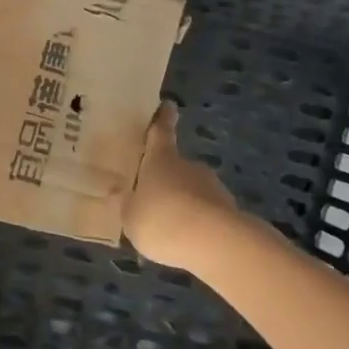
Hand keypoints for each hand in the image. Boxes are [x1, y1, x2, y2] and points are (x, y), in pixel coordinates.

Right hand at [124, 102, 238, 272]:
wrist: (215, 243)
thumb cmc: (161, 220)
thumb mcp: (130, 217)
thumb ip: (126, 204)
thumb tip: (119, 192)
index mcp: (160, 160)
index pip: (161, 132)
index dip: (163, 119)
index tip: (168, 105)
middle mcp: (188, 166)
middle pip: (176, 166)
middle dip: (167, 178)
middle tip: (153, 197)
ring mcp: (212, 187)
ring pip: (192, 190)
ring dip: (183, 203)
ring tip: (169, 227)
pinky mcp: (229, 210)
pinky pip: (206, 212)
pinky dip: (197, 222)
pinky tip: (188, 241)